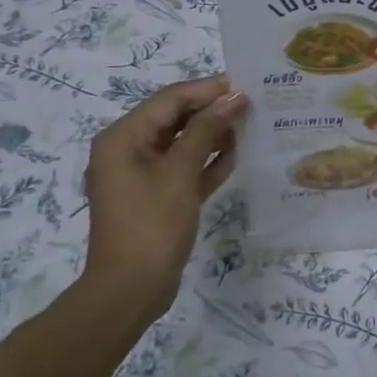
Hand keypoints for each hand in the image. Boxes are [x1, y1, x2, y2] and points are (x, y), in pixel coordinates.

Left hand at [81, 74, 246, 313]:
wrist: (130, 291)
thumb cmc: (152, 225)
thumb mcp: (180, 173)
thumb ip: (206, 130)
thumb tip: (234, 97)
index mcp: (123, 137)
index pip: (170, 99)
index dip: (207, 90)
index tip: (246, 85)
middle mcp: (128, 149)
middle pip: (176, 117)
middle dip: (212, 111)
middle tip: (253, 105)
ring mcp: (142, 173)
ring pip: (183, 142)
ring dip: (213, 135)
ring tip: (250, 127)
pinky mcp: (157, 194)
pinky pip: (184, 167)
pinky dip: (207, 161)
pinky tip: (235, 156)